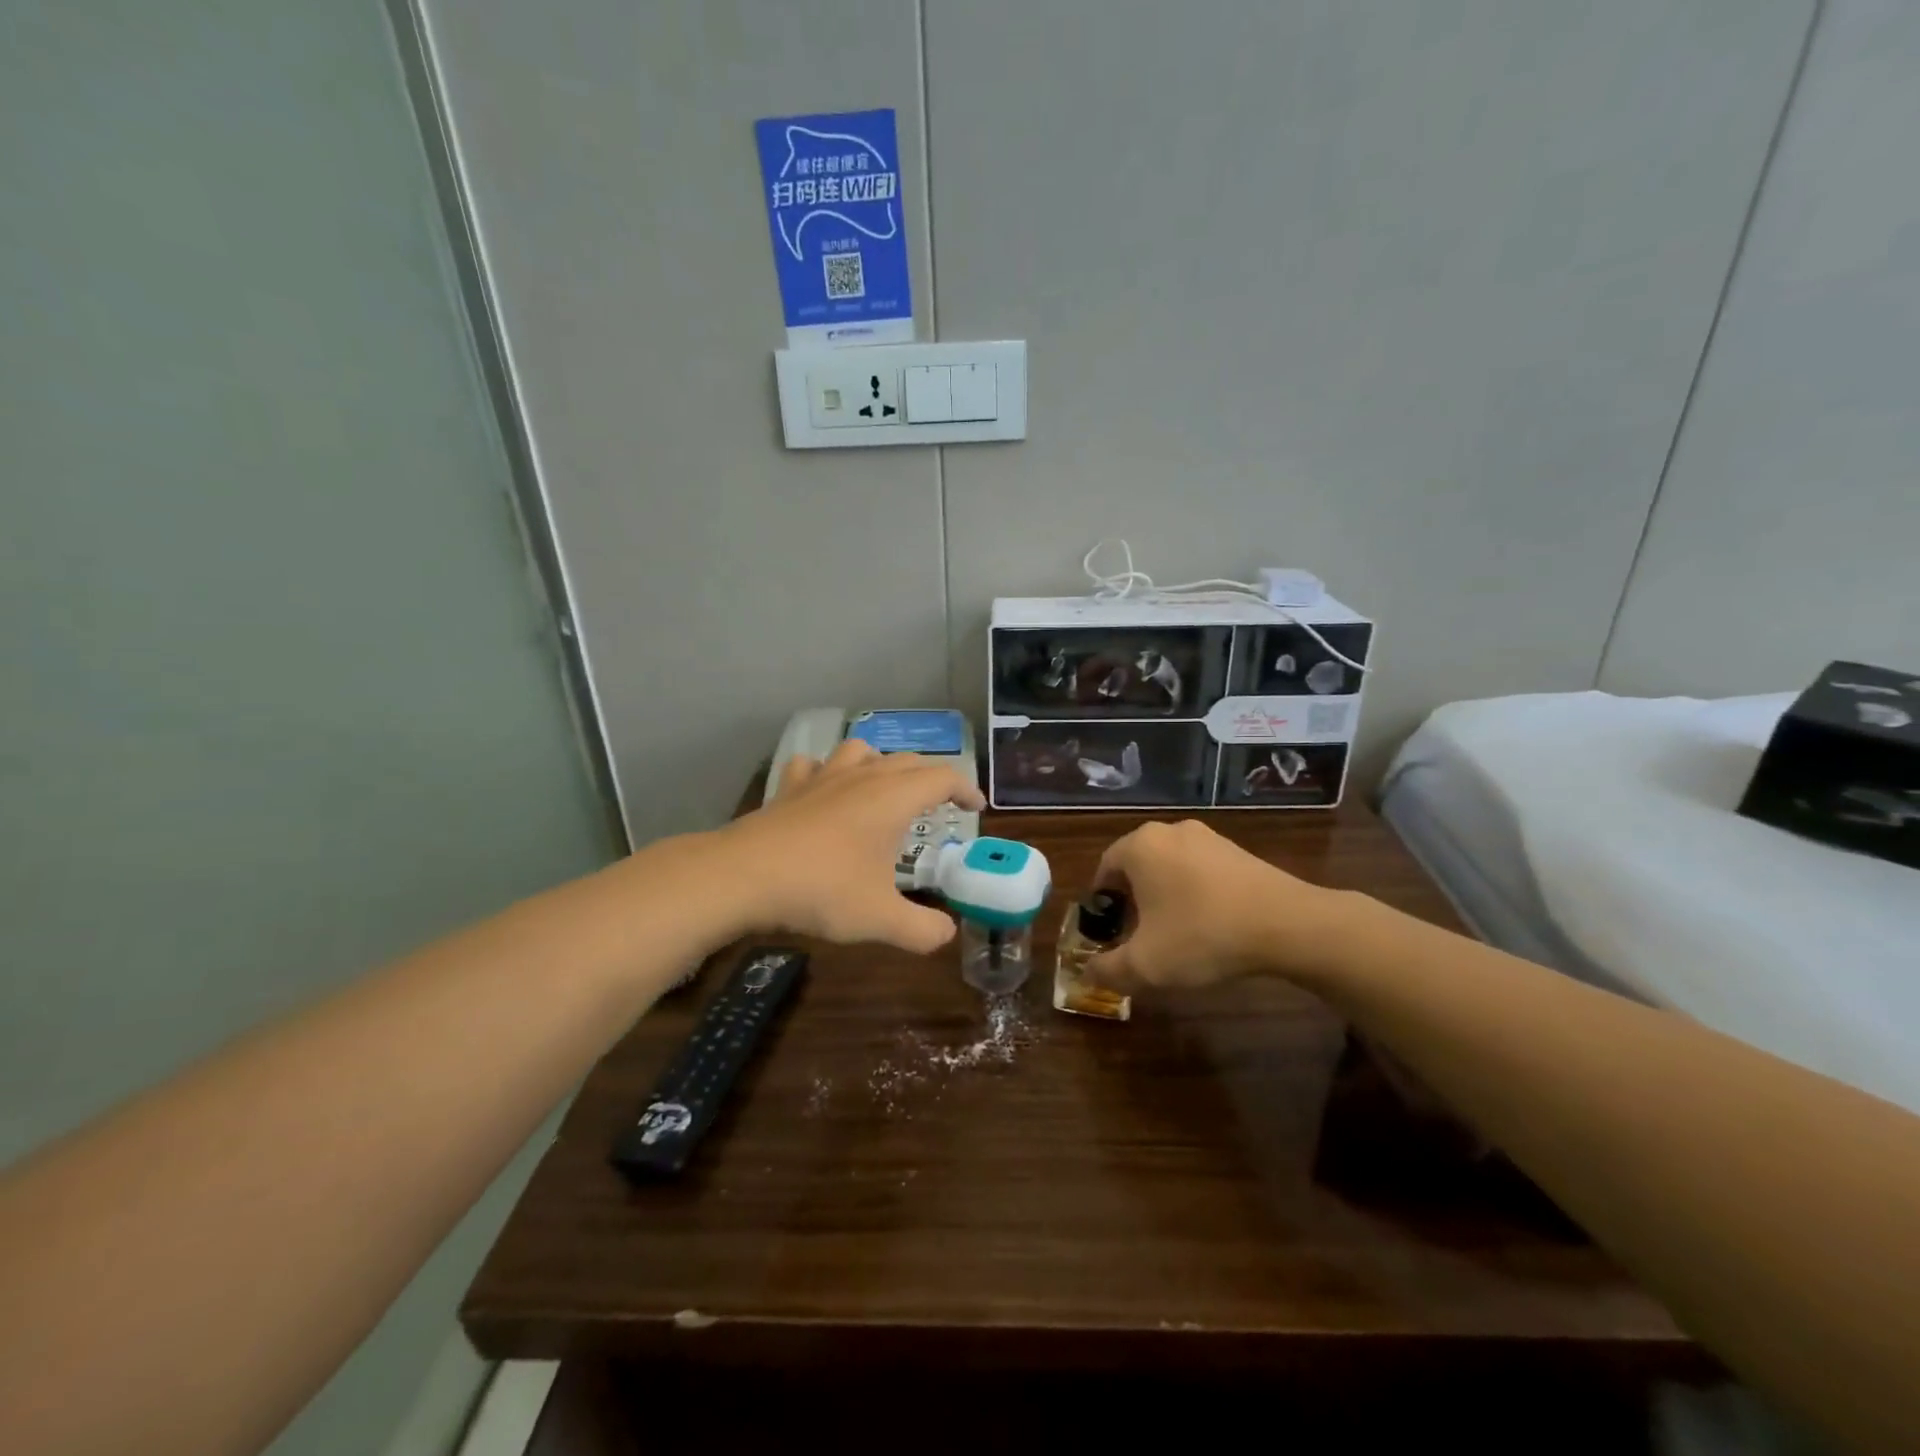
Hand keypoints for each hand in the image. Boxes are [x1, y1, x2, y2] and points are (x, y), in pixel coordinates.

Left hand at [718, 739, 985, 953]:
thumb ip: (923, 929)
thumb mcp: (881, 919)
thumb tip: (946, 934)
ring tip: (884, 790)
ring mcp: (822, 778)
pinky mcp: (789, 789)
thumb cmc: (822, 890)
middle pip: (908, 761)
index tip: (977, 808)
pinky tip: (824, 792)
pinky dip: (826, 772)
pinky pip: (814, 766)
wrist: (744, 876)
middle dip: (931, 779)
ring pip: (861, 751)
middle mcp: (862, 777)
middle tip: (940, 806)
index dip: (966, 789)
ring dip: (881, 764)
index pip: (943, 778)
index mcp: (893, 798)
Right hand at [1083, 819, 1350, 992]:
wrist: (1288, 925)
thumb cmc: (1203, 935)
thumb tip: (1088, 973)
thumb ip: (1108, 970)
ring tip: (1176, 935)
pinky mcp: (1238, 851)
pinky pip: (1201, 871)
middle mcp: (1169, 831)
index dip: (1102, 904)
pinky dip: (1196, 894)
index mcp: (1139, 846)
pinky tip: (1210, 926)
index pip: (1104, 869)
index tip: (1110, 934)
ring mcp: (1208, 837)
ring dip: (1165, 897)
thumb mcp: (1146, 965)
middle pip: (1137, 866)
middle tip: (1139, 937)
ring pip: (1170, 868)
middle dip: (1133, 901)